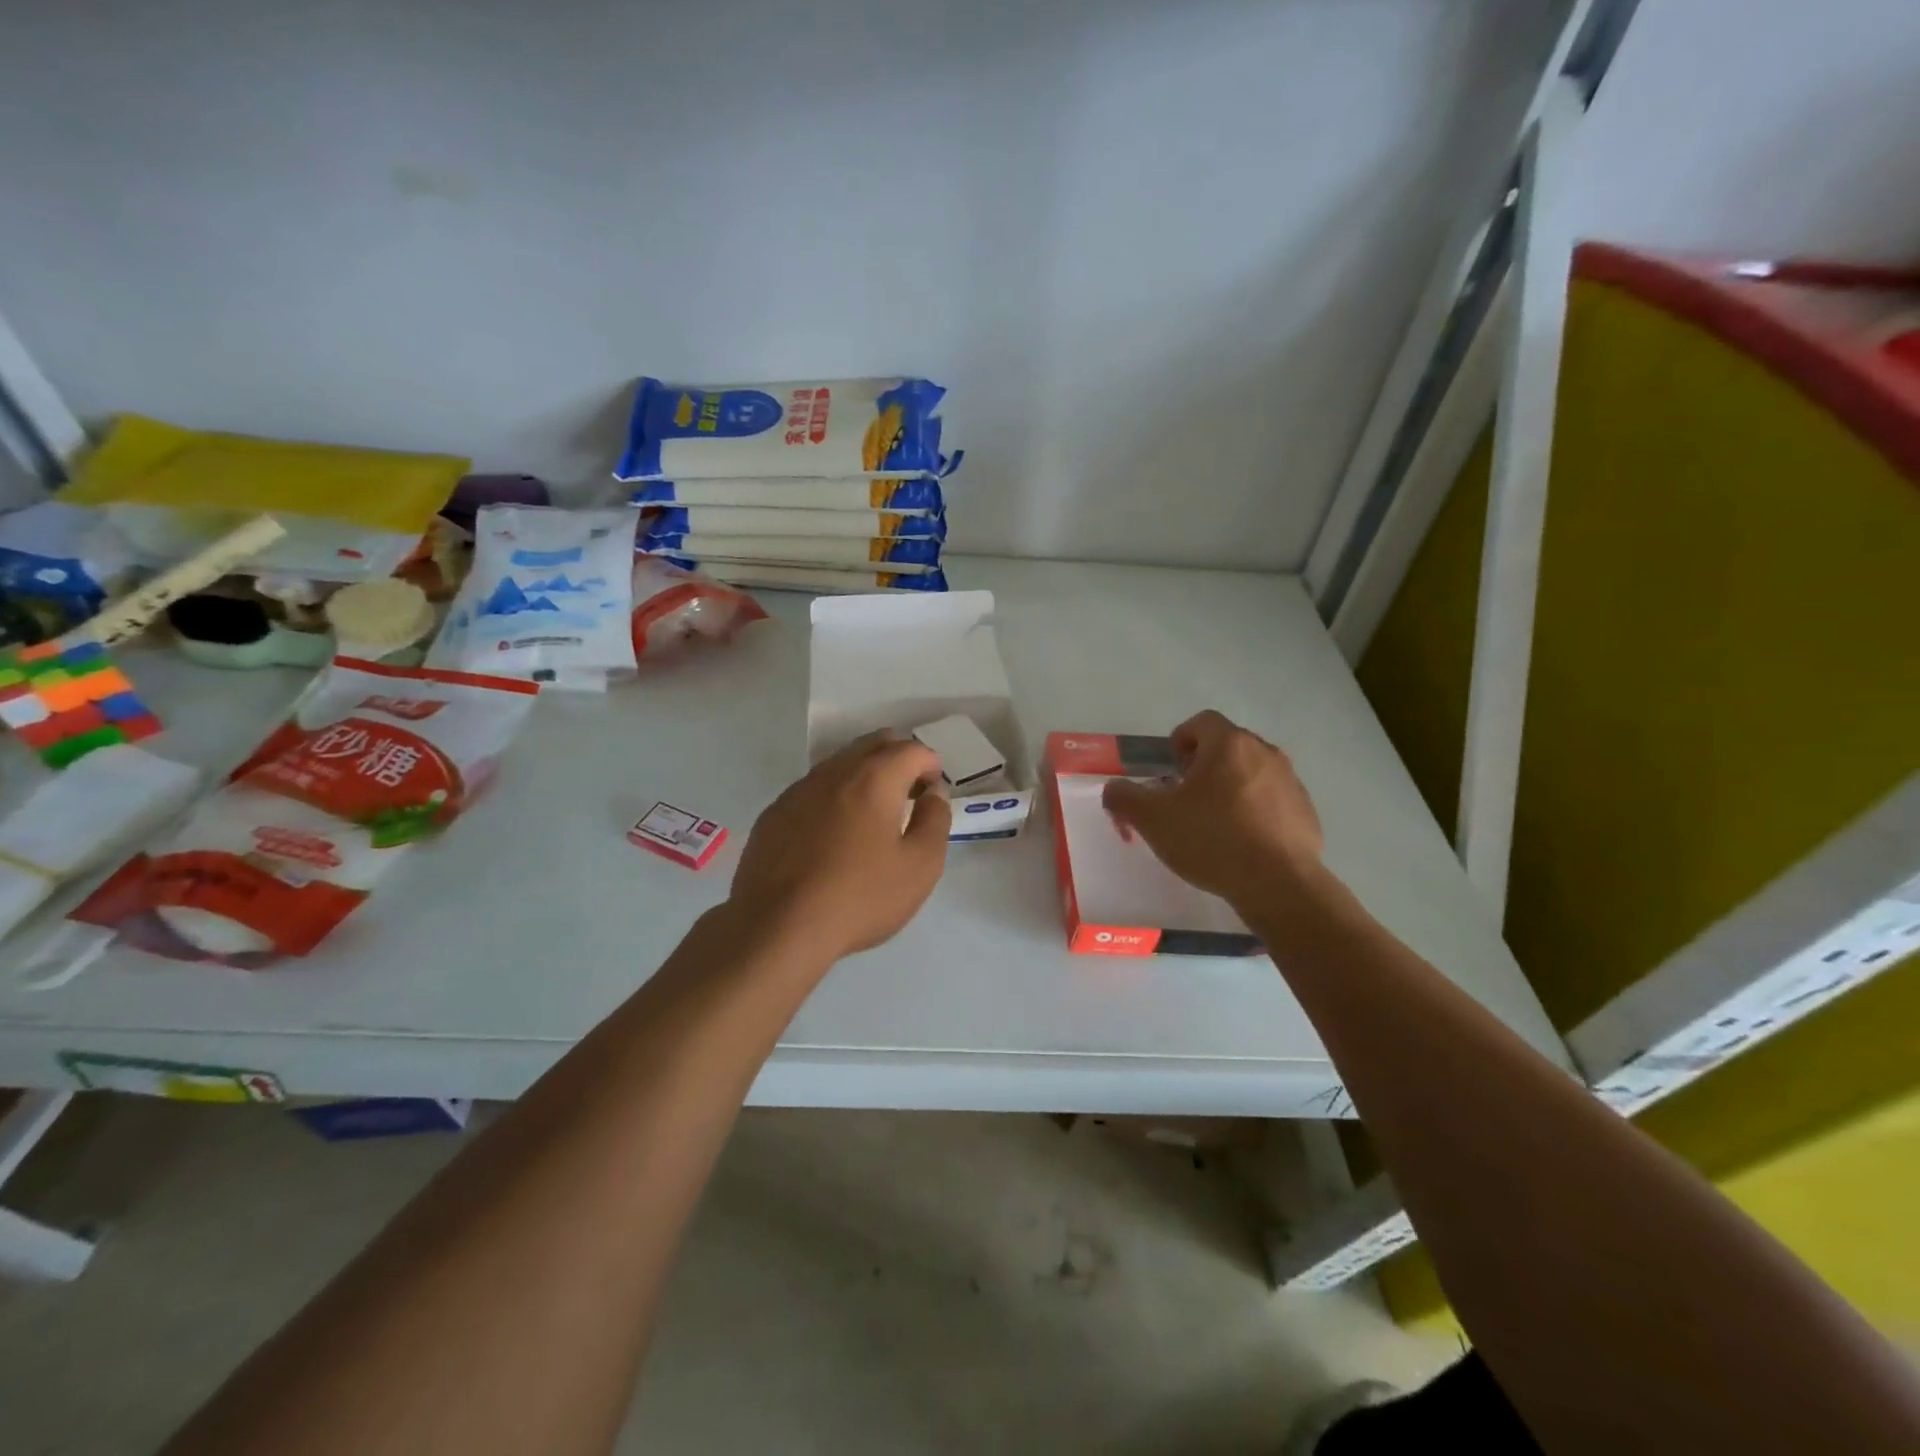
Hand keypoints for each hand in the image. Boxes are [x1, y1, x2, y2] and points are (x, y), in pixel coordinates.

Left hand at [729, 731, 951, 961]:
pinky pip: (812, 790)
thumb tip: (933, 794)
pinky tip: (831, 838)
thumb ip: (935, 821)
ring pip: (840, 764)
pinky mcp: (774, 814)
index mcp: (874, 778)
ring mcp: (798, 790)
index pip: (912, 749)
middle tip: (908, 796)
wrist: (777, 927)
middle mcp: (834, 772)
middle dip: (898, 760)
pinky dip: (833, 799)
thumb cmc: (859, 897)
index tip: (931, 796)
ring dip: (864, 777)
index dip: (931, 766)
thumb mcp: (920, 867)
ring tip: (871, 819)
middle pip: (873, 744)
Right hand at [1102, 710, 1323, 910]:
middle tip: (1186, 798)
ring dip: (1230, 788)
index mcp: (1229, 745)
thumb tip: (1114, 790)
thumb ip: (1123, 797)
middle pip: (1227, 746)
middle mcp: (1265, 753)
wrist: (1278, 884)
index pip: (1201, 722)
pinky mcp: (1306, 812)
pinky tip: (1241, 844)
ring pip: (1251, 773)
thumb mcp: (1152, 819)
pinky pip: (1272, 801)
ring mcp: (1291, 782)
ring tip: (1213, 823)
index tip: (1171, 770)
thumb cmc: (1211, 840)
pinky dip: (1254, 812)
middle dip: (1203, 766)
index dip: (1180, 740)